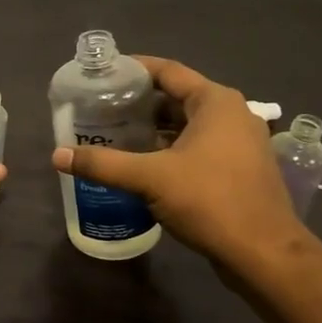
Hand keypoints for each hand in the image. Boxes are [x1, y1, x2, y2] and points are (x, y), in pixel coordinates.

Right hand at [50, 56, 306, 271]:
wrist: (264, 253)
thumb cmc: (210, 201)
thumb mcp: (149, 179)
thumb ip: (103, 164)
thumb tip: (57, 156)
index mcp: (215, 102)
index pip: (168, 71)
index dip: (133, 69)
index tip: (103, 75)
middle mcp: (232, 114)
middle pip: (177, 98)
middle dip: (139, 104)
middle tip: (101, 109)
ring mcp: (240, 143)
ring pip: (187, 125)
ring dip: (153, 129)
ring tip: (115, 135)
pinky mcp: (239, 169)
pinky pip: (198, 147)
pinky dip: (170, 149)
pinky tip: (142, 165)